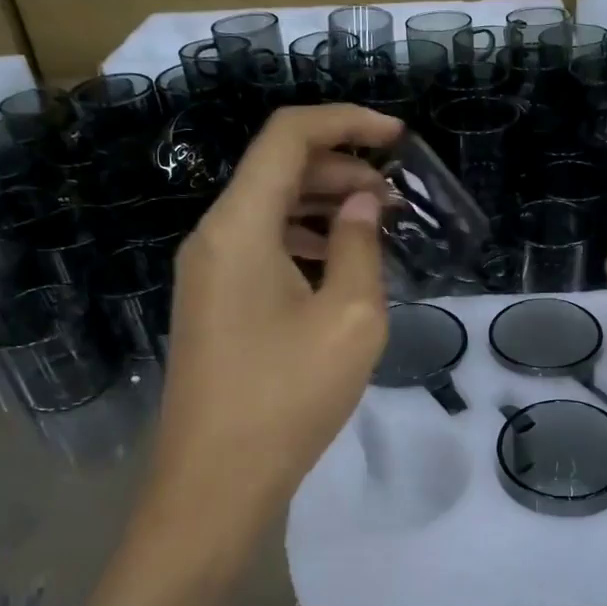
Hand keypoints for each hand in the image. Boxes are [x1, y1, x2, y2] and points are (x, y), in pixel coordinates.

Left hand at [145, 105, 399, 539]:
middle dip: (343, 168)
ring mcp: (207, 270)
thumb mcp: (349, 318)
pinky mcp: (214, 301)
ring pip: (270, 208)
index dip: (346, 122)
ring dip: (325, 205)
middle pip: (278, 169)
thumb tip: (362, 203)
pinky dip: (305, 239)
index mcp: (239, 226)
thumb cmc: (287, 397)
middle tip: (398, 197)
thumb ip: (360, 245)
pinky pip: (262, 245)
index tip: (399, 137)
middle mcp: (213, 235)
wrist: (214, 483)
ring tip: (378, 226)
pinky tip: (342, 265)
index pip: (288, 136)